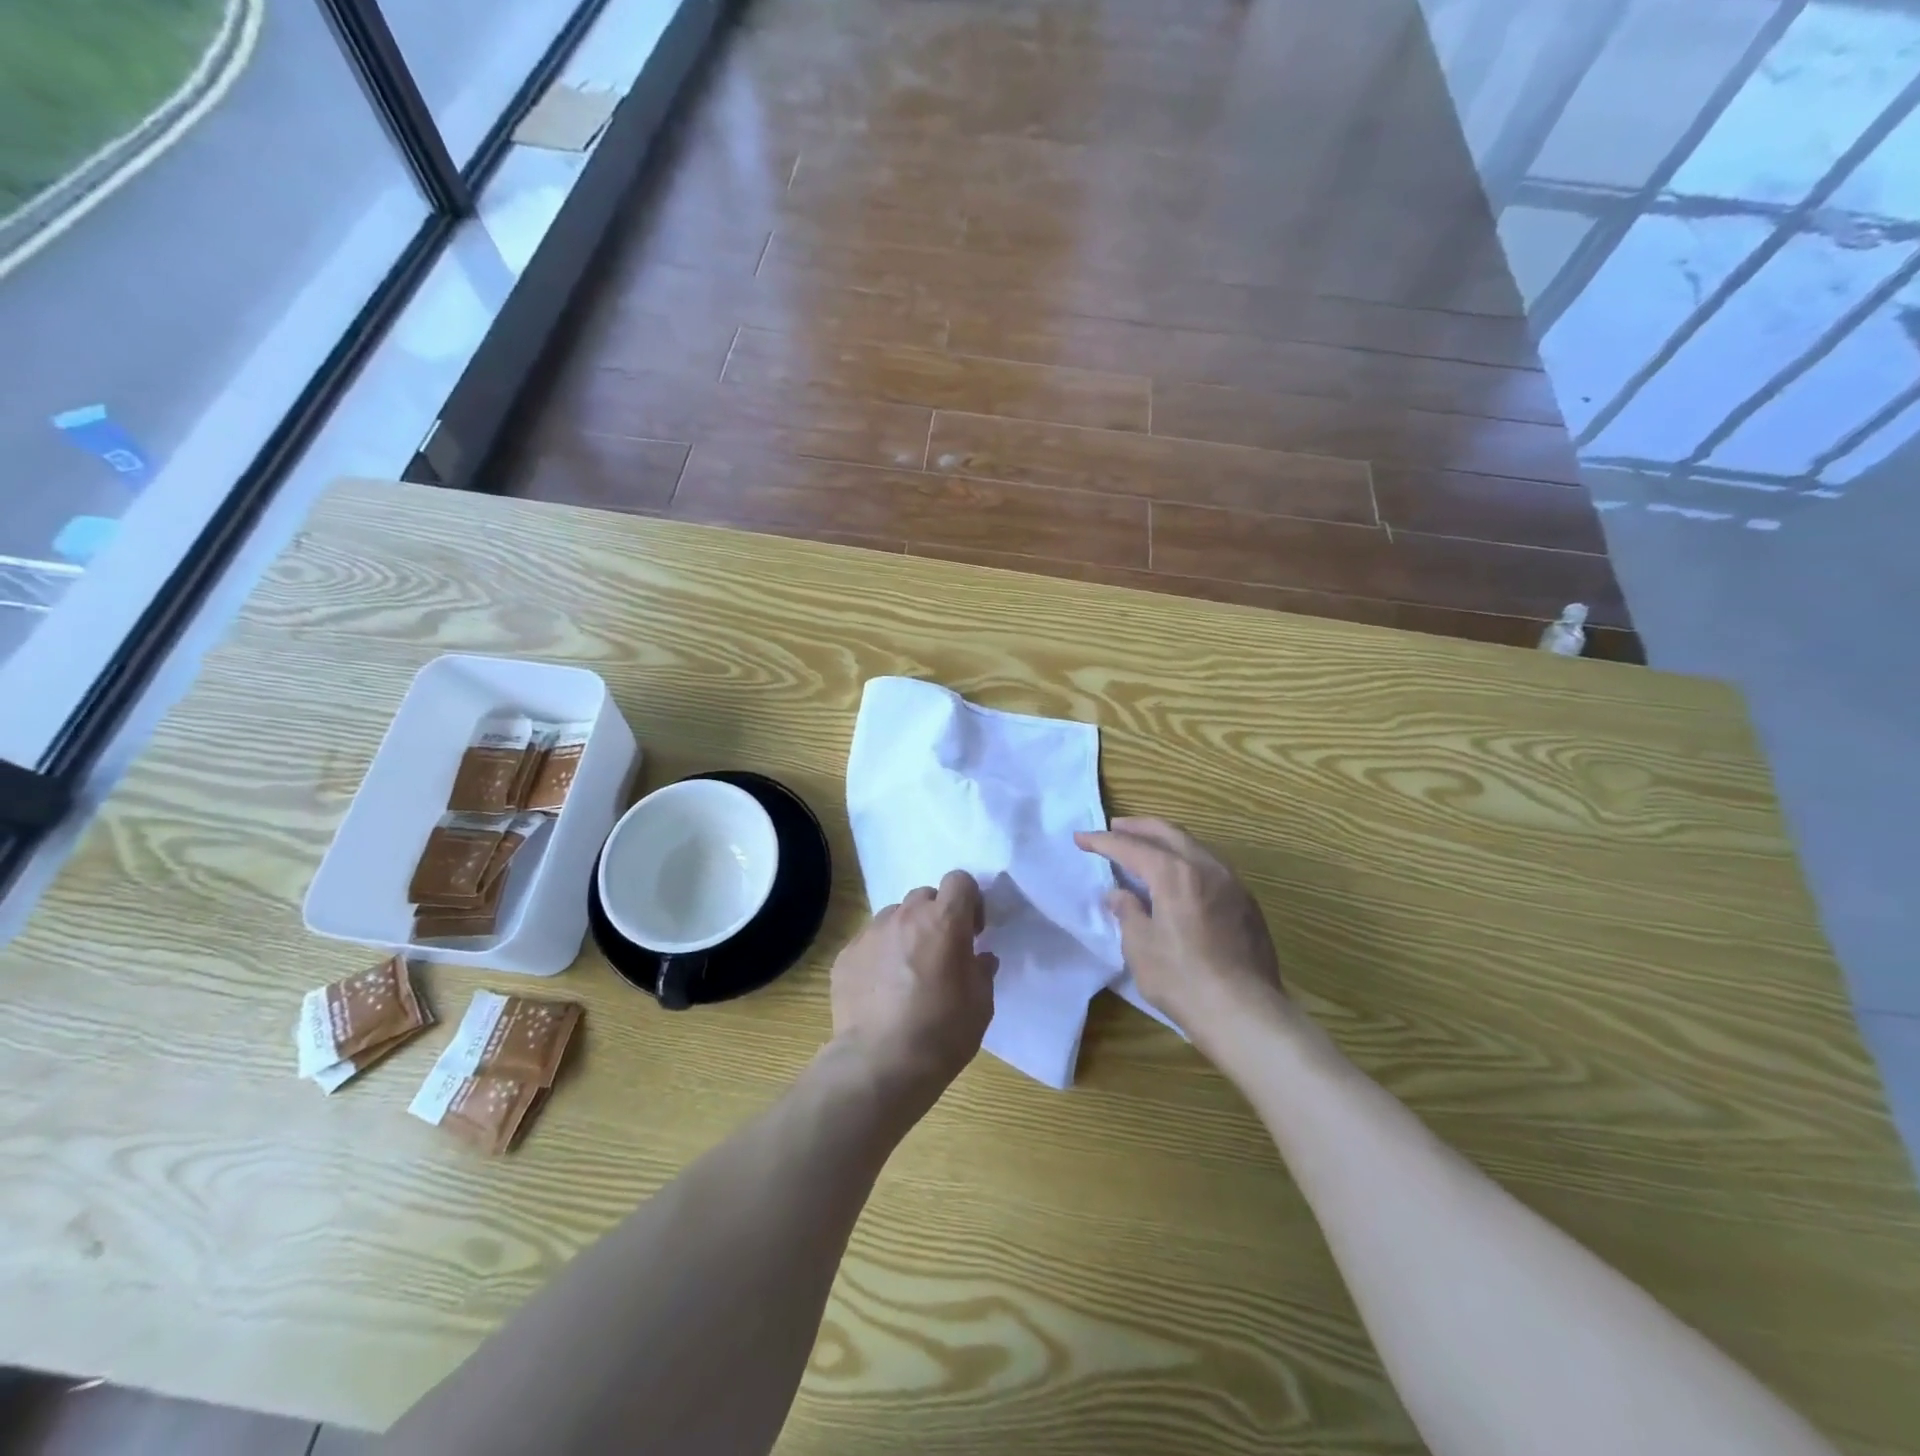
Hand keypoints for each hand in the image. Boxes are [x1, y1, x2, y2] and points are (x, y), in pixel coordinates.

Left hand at [830, 871, 998, 1107]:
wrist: (880, 1064)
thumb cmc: (942, 1032)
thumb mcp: (980, 1004)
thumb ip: (982, 971)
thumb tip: (980, 957)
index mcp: (944, 921)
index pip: (960, 881)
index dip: (969, 901)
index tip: (972, 931)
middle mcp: (905, 916)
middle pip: (924, 896)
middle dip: (936, 916)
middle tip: (940, 952)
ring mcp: (871, 933)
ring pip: (894, 917)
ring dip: (905, 934)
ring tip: (906, 973)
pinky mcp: (846, 955)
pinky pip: (869, 943)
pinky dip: (879, 956)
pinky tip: (881, 991)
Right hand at [1075, 818, 1286, 1052]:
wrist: (1245, 1014)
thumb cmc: (1183, 980)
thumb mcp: (1140, 947)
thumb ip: (1128, 912)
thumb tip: (1119, 894)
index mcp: (1175, 874)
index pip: (1132, 847)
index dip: (1103, 842)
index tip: (1080, 838)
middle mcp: (1206, 867)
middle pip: (1168, 833)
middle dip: (1138, 827)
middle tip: (1114, 827)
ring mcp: (1232, 883)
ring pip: (1193, 846)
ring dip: (1165, 840)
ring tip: (1144, 846)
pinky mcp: (1246, 902)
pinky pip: (1210, 866)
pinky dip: (1186, 859)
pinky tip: (1178, 876)